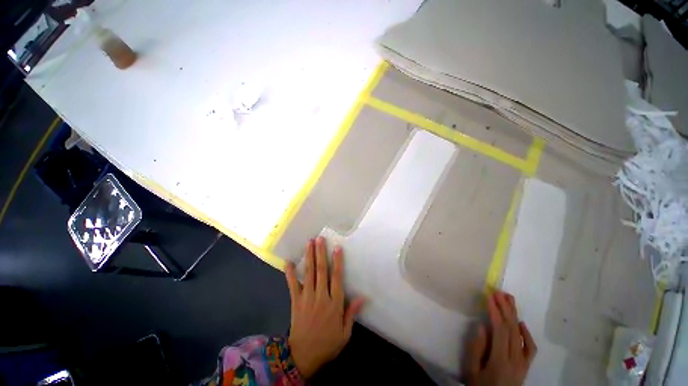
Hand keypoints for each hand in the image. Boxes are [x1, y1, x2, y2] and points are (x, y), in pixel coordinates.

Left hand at [285, 237, 365, 378]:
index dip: (337, 262)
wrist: (303, 357)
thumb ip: (352, 313)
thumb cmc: (327, 344)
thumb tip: (362, 297)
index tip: (337, 248)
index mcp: (334, 303)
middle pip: (321, 270)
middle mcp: (321, 297)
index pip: (337, 278)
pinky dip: (290, 273)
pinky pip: (292, 285)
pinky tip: (288, 262)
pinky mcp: (295, 302)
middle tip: (319, 239)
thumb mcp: (345, 333)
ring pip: (309, 273)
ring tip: (309, 243)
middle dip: (320, 253)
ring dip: (309, 257)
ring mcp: (306, 298)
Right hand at [466, 291, 536, 385]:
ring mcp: (523, 363)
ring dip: (514, 315)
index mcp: (500, 360)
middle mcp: (515, 360)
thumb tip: (482, 326)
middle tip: (499, 292)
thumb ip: (476, 348)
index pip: (499, 330)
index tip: (489, 296)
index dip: (495, 311)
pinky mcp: (526, 366)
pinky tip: (521, 323)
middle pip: (512, 329)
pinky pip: (530, 348)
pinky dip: (527, 334)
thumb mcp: (472, 370)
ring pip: (520, 334)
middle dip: (505, 308)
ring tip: (509, 300)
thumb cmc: (480, 385)